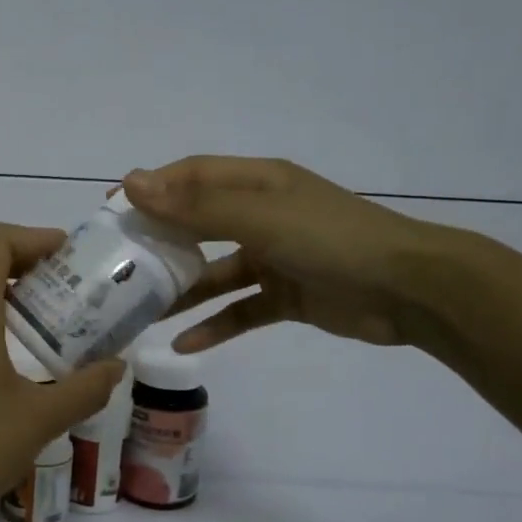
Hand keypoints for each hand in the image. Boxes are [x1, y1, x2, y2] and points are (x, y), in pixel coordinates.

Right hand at [121, 156, 453, 351]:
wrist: (410, 290)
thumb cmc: (332, 240)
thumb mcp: (260, 218)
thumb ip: (196, 206)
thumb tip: (131, 183)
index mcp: (258, 184)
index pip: (192, 176)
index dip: (152, 189)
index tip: (111, 213)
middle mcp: (262, 216)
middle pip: (199, 224)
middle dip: (160, 243)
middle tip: (117, 266)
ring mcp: (275, 258)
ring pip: (215, 273)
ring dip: (182, 291)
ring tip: (140, 312)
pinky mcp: (286, 297)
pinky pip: (241, 310)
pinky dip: (215, 326)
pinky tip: (183, 345)